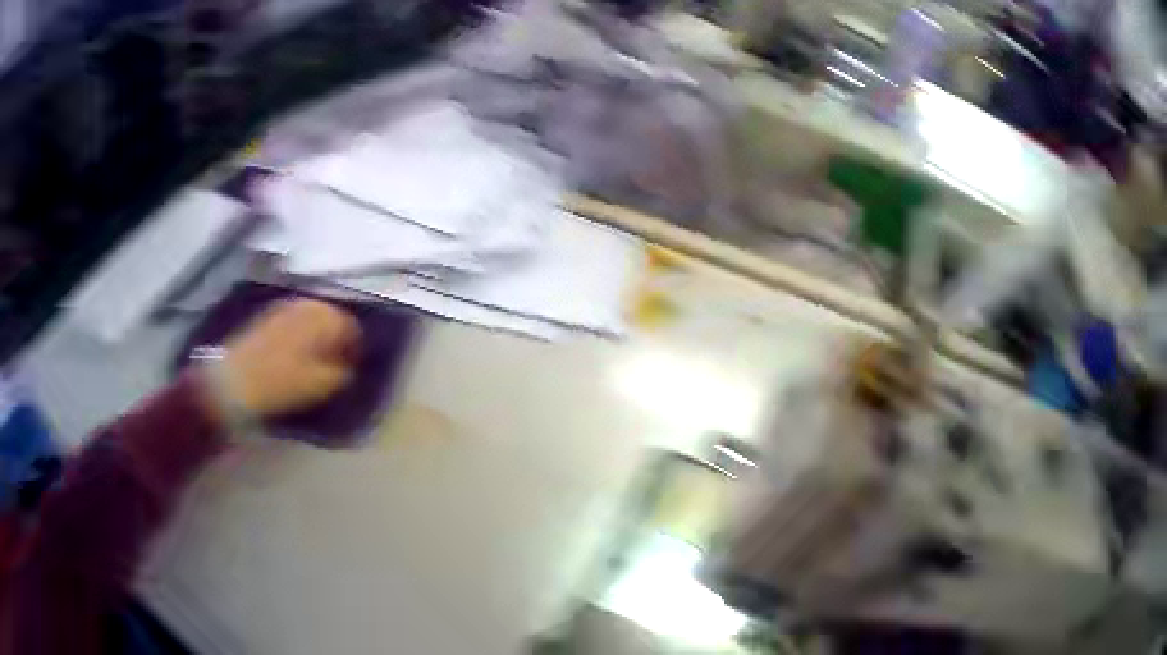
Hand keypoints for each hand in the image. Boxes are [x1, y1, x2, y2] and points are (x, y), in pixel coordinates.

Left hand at [219, 299, 361, 417]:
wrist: (233, 380)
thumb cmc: (281, 382)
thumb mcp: (320, 384)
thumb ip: (343, 373)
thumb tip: (351, 367)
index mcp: (323, 315)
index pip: (352, 327)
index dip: (356, 350)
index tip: (353, 371)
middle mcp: (306, 303)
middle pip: (332, 317)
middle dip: (336, 338)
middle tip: (335, 365)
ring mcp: (284, 306)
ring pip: (313, 317)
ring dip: (318, 335)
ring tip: (315, 360)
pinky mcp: (267, 315)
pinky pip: (295, 320)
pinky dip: (301, 334)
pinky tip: (296, 354)